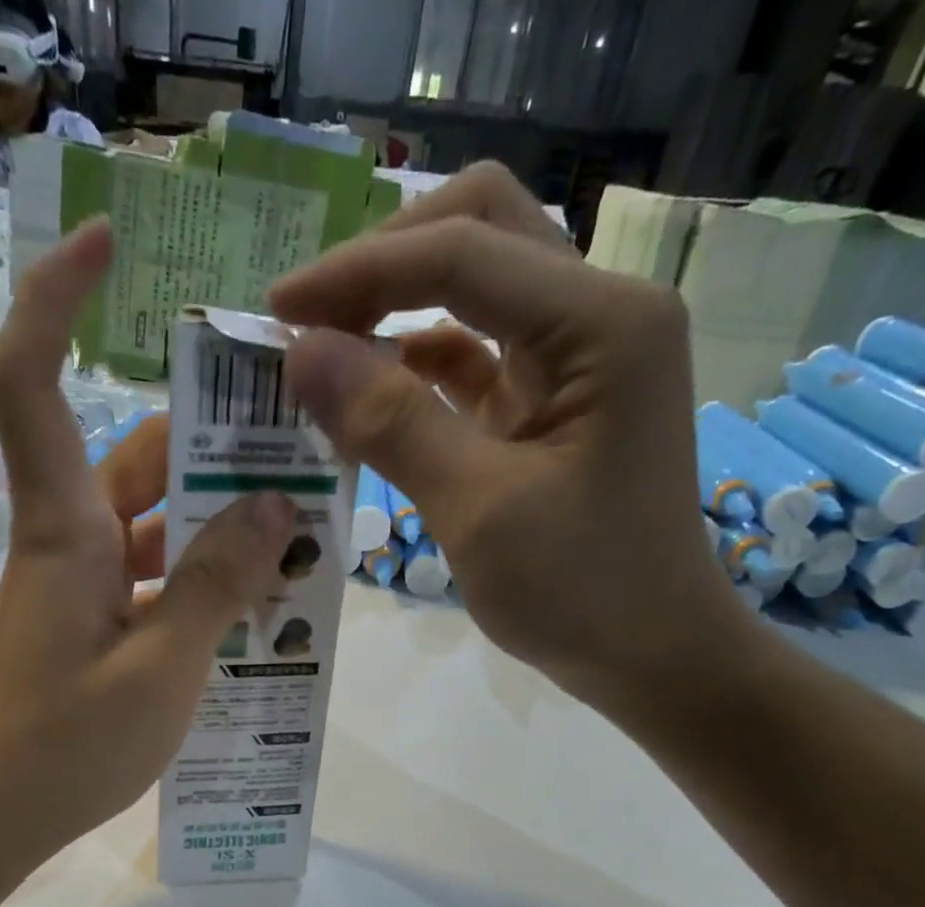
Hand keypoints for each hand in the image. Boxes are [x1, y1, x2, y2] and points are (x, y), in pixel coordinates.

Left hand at [0, 220, 297, 885]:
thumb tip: (273, 506)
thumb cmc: (63, 745)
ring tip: (304, 532)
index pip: (30, 379)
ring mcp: (80, 585)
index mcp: (65, 528)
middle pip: (139, 458)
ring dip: (222, 521)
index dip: (54, 298)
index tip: (107, 243)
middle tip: (304, 447)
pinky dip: (204, 577)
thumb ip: (216, 584)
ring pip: (156, 522)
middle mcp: (68, 539)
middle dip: (216, 443)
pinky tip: (261, 601)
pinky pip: (155, 577)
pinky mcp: (92, 625)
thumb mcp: (161, 667)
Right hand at [270, 163, 751, 724]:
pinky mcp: (547, 404)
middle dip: (383, 266)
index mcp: (602, 322)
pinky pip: (471, 359)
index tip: (276, 312)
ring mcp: (574, 359)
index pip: (463, 253)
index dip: (359, 272)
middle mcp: (596, 316)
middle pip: (478, 234)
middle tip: (306, 323)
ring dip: (394, 311)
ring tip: (321, 356)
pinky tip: (364, 399)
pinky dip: (413, 368)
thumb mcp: (479, 509)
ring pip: (472, 291)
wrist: (649, 653)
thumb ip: (392, 423)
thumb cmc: (582, 591)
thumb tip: (300, 352)